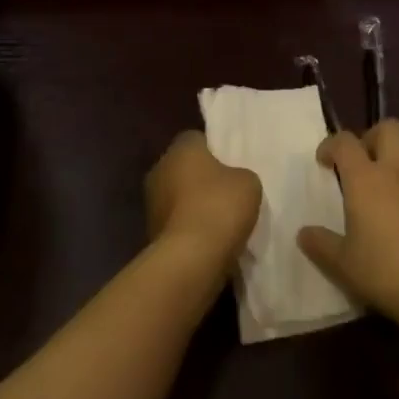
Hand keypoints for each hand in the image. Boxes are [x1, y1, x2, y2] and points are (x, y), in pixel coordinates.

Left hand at [146, 131, 261, 270]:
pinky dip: (189, 229)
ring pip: (178, 196)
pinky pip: (176, 223)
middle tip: (227, 192)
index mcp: (181, 148)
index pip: (197, 139)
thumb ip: (240, 174)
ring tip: (221, 221)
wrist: (191, 259)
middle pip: (184, 168)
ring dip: (193, 205)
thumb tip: (232, 180)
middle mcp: (160, 168)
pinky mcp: (150, 232)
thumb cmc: (220, 207)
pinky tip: (209, 241)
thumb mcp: (248, 183)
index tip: (231, 164)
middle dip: (202, 178)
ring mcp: (151, 202)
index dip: (215, 150)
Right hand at [298, 120, 398, 331]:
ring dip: (398, 150)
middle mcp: (396, 170)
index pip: (345, 141)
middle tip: (361, 162)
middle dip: (371, 136)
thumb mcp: (342, 264)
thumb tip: (303, 233)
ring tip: (386, 174)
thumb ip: (320, 244)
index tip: (324, 162)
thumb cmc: (385, 271)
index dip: (331, 145)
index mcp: (366, 178)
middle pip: (388, 127)